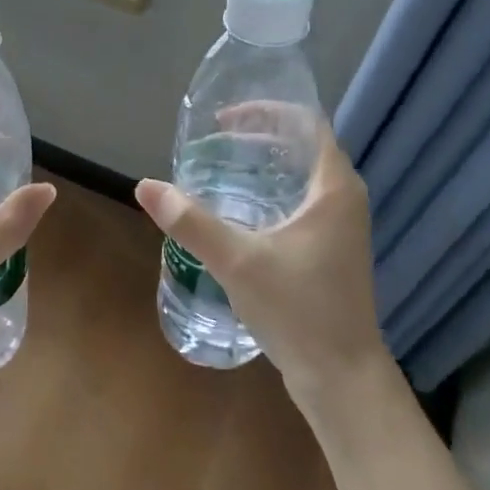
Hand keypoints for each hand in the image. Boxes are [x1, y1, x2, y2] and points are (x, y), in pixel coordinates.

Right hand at [134, 106, 385, 404]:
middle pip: (302, 148)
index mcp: (334, 188)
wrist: (341, 377)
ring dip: (262, 168)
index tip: (224, 119)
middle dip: (257, 138)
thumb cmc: (299, 310)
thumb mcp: (238, 262)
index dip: (266, 111)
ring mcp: (339, 228)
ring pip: (299, 179)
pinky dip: (268, 196)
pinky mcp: (329, 251)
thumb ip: (191, 222)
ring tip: (217, 170)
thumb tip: (146, 186)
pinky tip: (236, 213)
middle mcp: (343, 199)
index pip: (307, 124)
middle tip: (212, 143)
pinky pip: (298, 204)